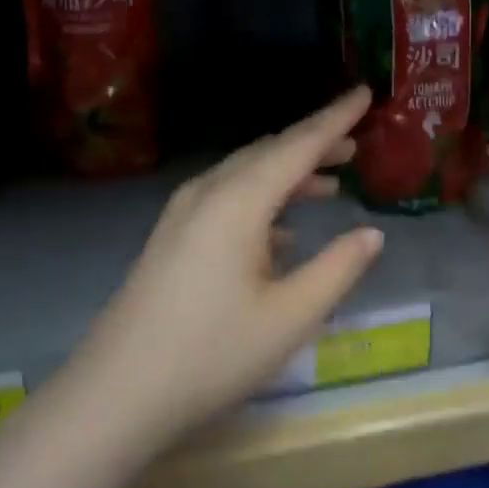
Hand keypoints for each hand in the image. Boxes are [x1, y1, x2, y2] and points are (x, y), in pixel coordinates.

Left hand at [70, 88, 384, 444]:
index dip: (336, 118)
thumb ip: (338, 268)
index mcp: (239, 201)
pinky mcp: (171, 237)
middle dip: (313, 144)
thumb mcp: (291, 316)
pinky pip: (226, 199)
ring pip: (245, 175)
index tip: (365, 93)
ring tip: (328, 183)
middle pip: (269, 153)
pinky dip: (262, 200)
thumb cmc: (212, 354)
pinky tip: (281, 232)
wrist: (116, 394)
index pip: (298, 145)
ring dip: (288, 173)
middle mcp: (208, 193)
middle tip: (354, 144)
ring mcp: (182, 214)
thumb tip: (372, 233)